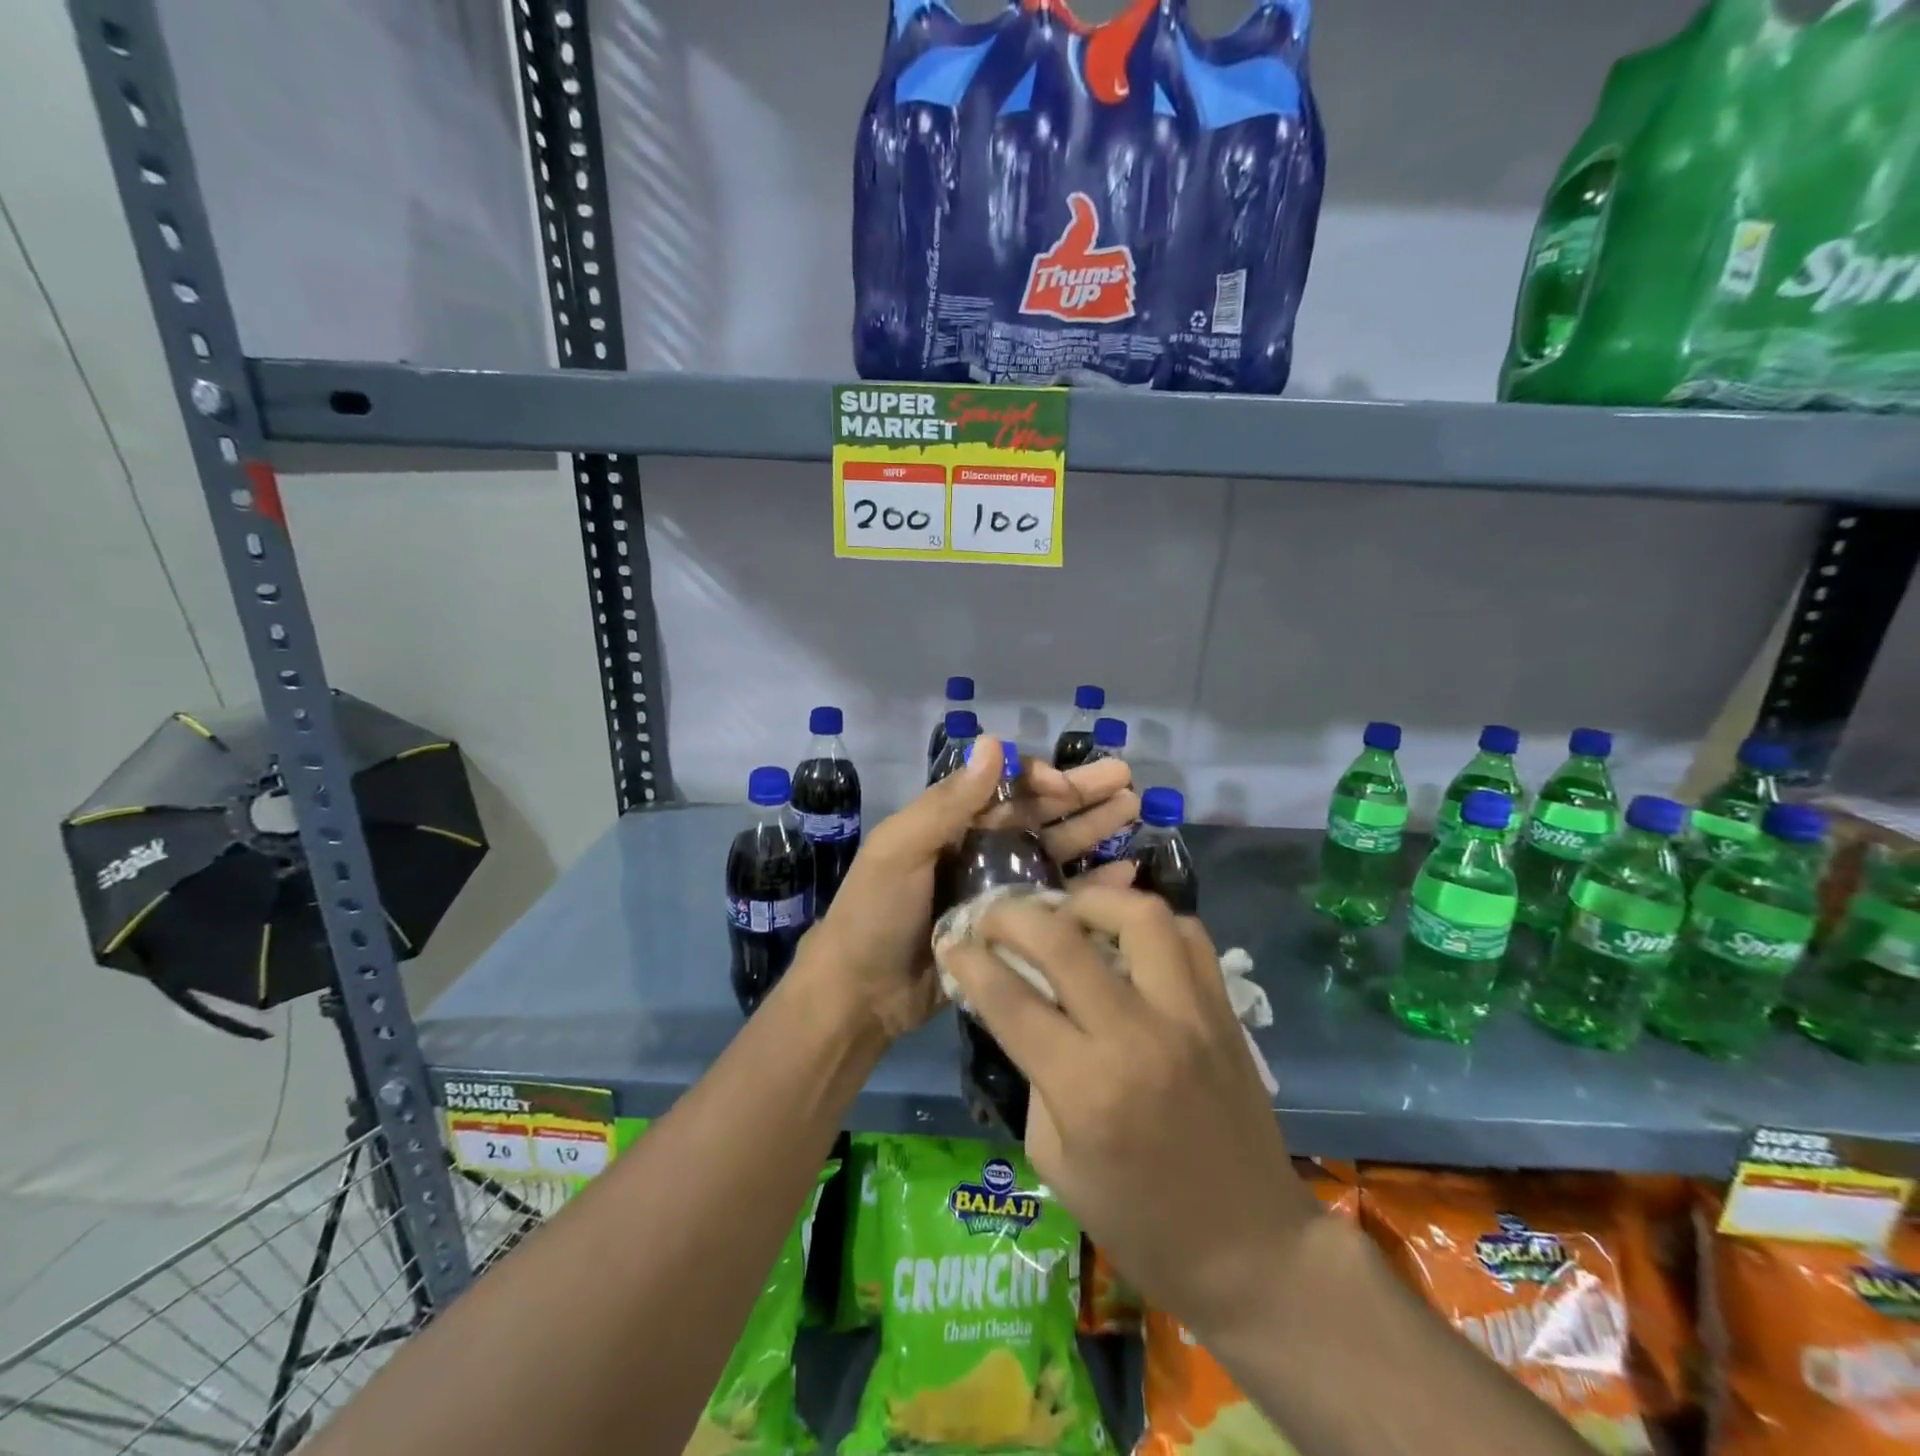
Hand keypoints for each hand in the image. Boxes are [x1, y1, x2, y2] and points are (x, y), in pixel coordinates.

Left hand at [803, 738, 1140, 1041]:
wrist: (860, 995)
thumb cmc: (874, 914)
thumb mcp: (900, 849)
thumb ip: (948, 802)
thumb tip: (994, 741)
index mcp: (952, 822)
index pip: (1006, 788)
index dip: (1041, 780)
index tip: (1070, 787)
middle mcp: (979, 848)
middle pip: (1038, 814)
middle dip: (1081, 795)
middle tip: (1127, 781)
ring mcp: (998, 889)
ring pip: (1053, 850)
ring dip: (1091, 830)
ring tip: (1133, 811)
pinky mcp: (1013, 929)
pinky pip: (1056, 900)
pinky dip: (1089, 885)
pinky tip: (1124, 872)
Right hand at [937, 887, 1321, 1344]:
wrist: (1251, 1251)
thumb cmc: (1138, 1222)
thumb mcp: (1054, 1160)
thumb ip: (1032, 1073)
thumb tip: (1015, 1007)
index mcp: (1086, 1089)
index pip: (1010, 999)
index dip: (970, 961)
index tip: (952, 942)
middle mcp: (1137, 1037)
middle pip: (1062, 940)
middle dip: (1013, 917)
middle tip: (995, 917)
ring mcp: (1189, 1015)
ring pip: (1138, 916)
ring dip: (1090, 901)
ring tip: (1067, 913)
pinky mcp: (1224, 1010)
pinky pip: (1188, 936)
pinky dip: (1150, 924)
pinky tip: (1127, 939)